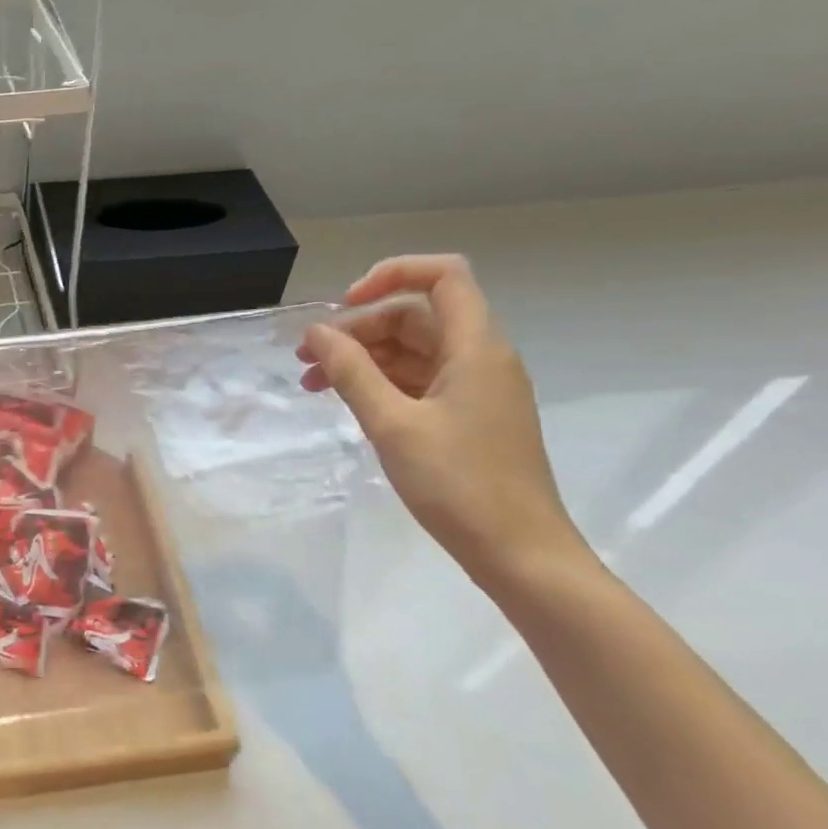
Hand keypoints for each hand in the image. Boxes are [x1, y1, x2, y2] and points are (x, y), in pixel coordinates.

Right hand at [298, 255, 586, 588]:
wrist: (519, 553)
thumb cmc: (458, 484)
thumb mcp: (393, 424)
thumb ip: (351, 372)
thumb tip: (316, 333)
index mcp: (476, 347)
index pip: (442, 277)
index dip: (391, 275)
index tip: (343, 305)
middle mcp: (481, 358)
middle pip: (416, 316)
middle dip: (358, 328)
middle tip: (307, 359)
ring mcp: (476, 390)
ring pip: (413, 351)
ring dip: (363, 359)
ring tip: (313, 384)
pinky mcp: (468, 418)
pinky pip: (419, 381)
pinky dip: (380, 383)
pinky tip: (347, 403)